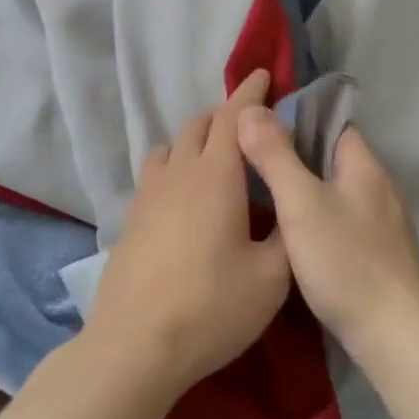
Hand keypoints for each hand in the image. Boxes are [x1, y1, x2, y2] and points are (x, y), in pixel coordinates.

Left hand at [84, 70, 291, 397]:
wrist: (136, 345)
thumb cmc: (212, 307)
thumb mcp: (271, 277)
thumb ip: (286, 234)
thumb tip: (288, 211)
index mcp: (215, 176)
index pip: (234, 116)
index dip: (250, 91)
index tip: (264, 73)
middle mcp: (178, 173)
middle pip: (198, 124)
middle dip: (225, 116)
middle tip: (250, 130)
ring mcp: (148, 195)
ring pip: (171, 146)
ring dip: (195, 140)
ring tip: (216, 161)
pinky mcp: (130, 219)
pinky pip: (155, 173)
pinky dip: (175, 166)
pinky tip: (186, 198)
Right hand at [236, 106, 418, 358]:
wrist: (393, 335)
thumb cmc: (345, 261)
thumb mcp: (300, 203)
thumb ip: (275, 156)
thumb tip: (250, 109)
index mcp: (365, 167)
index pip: (332, 124)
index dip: (297, 120)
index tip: (259, 128)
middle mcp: (380, 188)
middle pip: (333, 159)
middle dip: (296, 157)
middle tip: (251, 164)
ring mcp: (384, 225)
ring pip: (337, 193)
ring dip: (306, 191)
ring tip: (264, 199)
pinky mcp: (381, 256)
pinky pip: (343, 223)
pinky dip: (318, 221)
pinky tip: (294, 238)